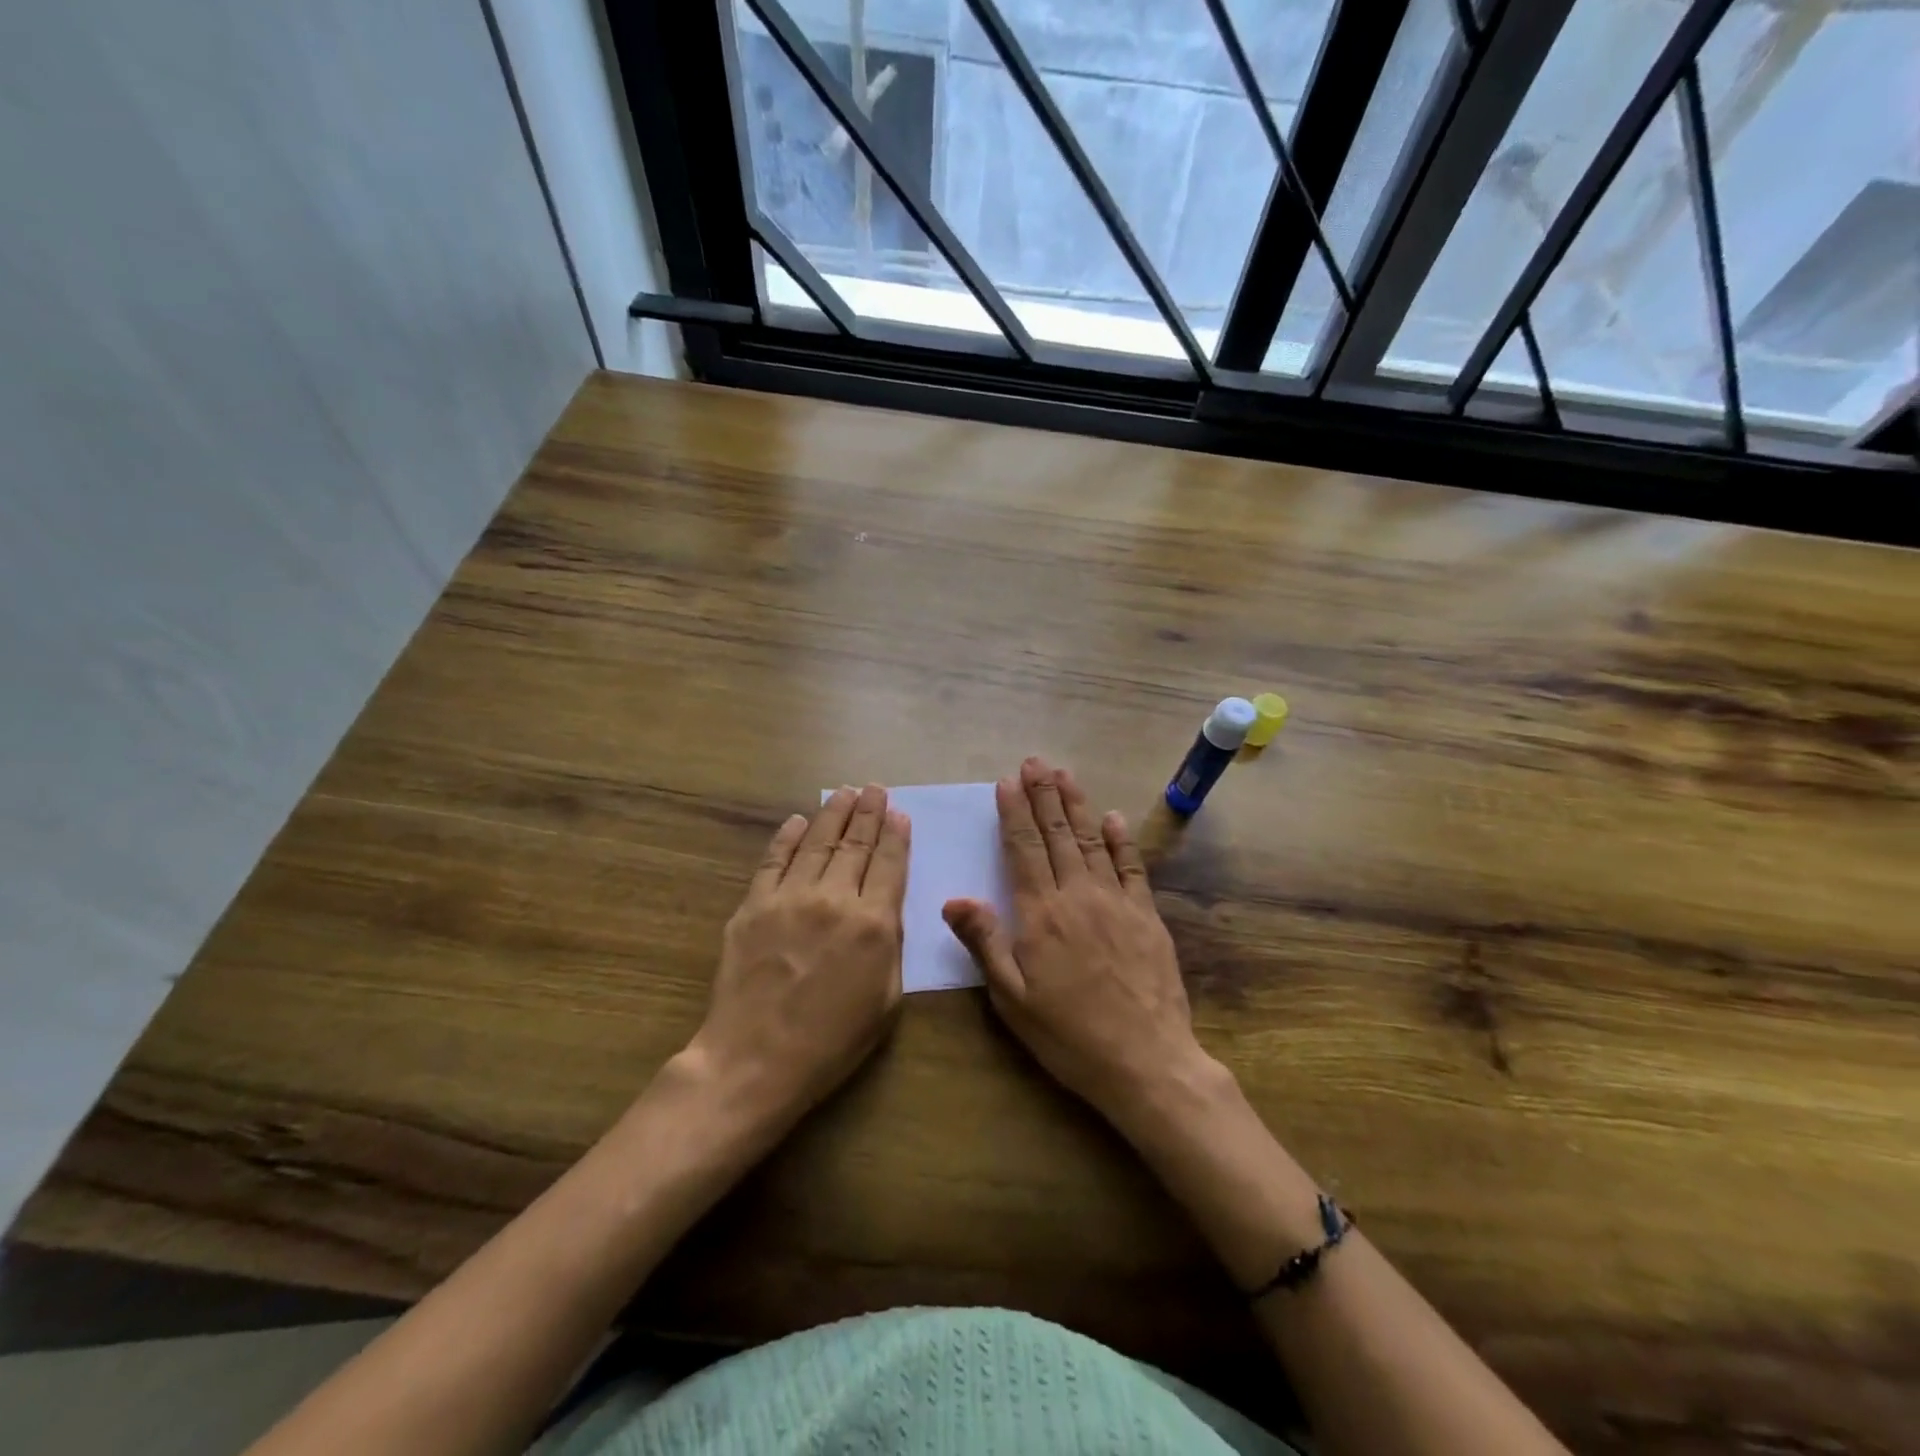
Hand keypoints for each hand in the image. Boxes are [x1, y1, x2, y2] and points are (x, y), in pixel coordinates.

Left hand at [688, 784, 908, 1127]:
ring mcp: (789, 897)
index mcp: (873, 924)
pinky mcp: (753, 905)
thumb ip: (891, 945)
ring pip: (816, 842)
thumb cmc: (831, 1041)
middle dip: (868, 813)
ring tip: (845, 793)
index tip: (899, 813)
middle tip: (875, 789)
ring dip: (833, 814)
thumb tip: (886, 906)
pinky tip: (798, 821)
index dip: (896, 835)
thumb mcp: (886, 1000)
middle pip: (855, 844)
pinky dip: (787, 837)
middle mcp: (834, 899)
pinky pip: (773, 860)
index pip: (890, 864)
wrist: (755, 1060)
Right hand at [942, 756, 1208, 1132]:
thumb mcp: (1012, 1000)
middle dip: (1043, 795)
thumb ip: (984, 943)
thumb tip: (954, 898)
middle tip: (1035, 762)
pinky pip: (1131, 867)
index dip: (1013, 812)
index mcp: (1040, 914)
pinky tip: (1113, 817)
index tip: (1007, 781)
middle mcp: (1077, 895)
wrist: (1146, 1061)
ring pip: (1092, 841)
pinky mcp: (1146, 916)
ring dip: (1076, 805)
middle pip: (1057, 835)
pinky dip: (1121, 839)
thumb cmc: (1069, 1035)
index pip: (1022, 849)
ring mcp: (1116, 902)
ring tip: (1064, 774)